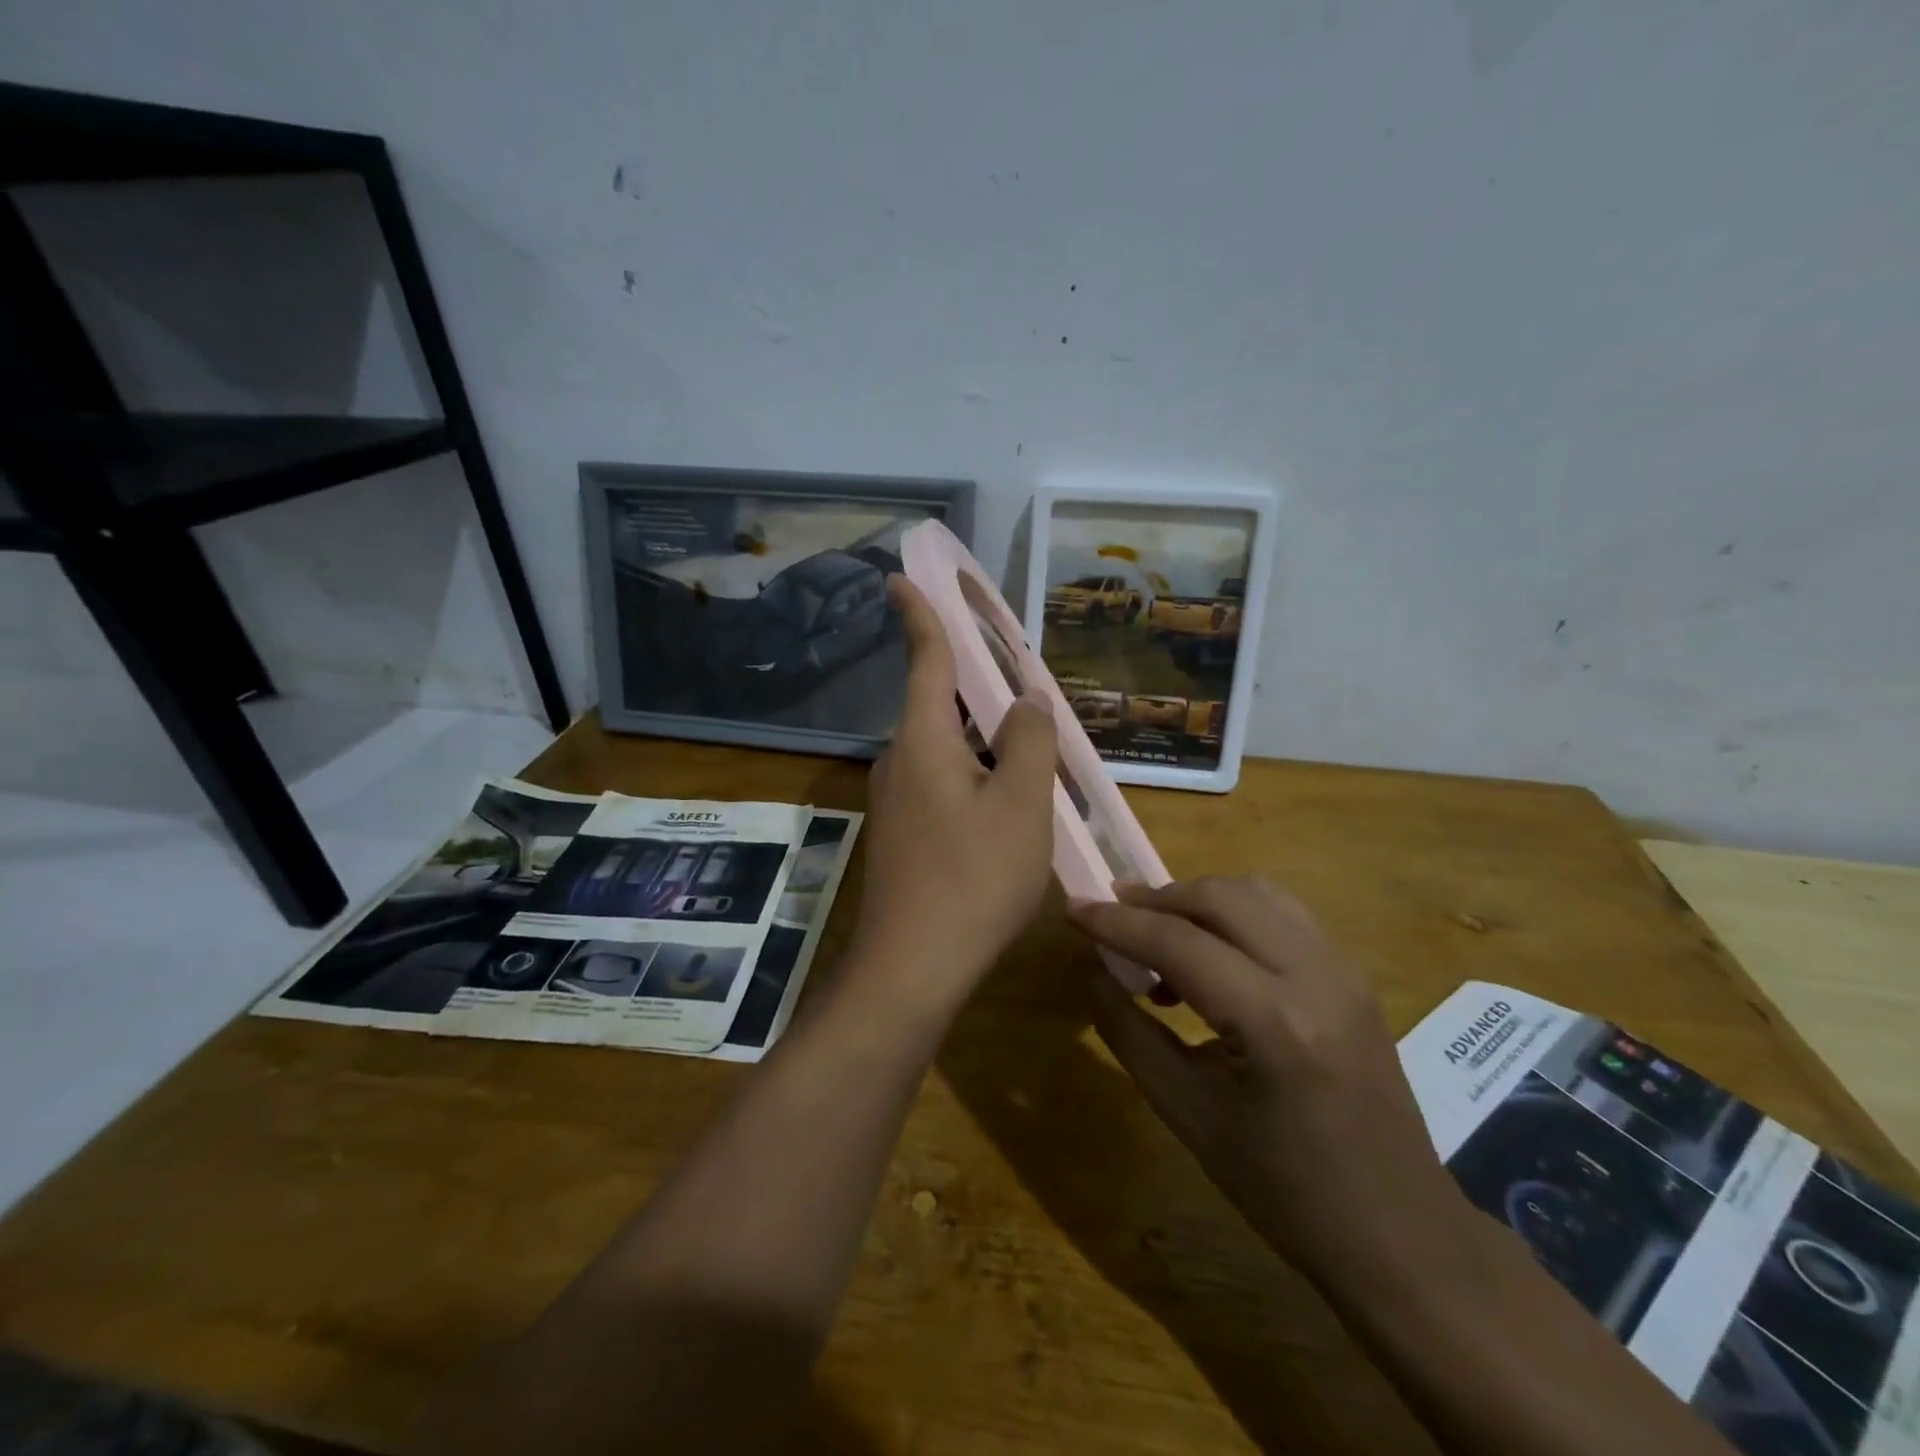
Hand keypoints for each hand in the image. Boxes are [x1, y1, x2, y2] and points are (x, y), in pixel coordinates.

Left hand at [847, 575, 1057, 1018]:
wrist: (912, 968)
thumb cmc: (973, 877)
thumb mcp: (1021, 804)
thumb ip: (1028, 742)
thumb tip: (1025, 702)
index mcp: (922, 740)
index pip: (924, 659)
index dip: (920, 614)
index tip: (902, 577)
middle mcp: (900, 761)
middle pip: (939, 706)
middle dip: (976, 689)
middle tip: (1020, 687)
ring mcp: (896, 802)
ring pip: (944, 751)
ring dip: (982, 741)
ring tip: (1031, 752)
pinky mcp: (902, 836)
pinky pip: (942, 785)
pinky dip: (974, 777)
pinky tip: (1007, 806)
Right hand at [1070, 877, 1474, 1292]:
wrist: (1398, 1233)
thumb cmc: (1283, 1189)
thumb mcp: (1188, 1114)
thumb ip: (1129, 1033)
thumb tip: (1089, 971)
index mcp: (1276, 1023)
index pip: (1180, 943)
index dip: (1118, 922)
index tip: (1074, 908)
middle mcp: (1317, 977)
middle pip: (1221, 897)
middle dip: (1157, 898)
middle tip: (1112, 916)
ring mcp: (1344, 970)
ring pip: (1256, 893)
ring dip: (1197, 899)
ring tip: (1157, 932)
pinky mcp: (1353, 974)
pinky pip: (1283, 913)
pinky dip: (1234, 914)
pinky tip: (1210, 954)